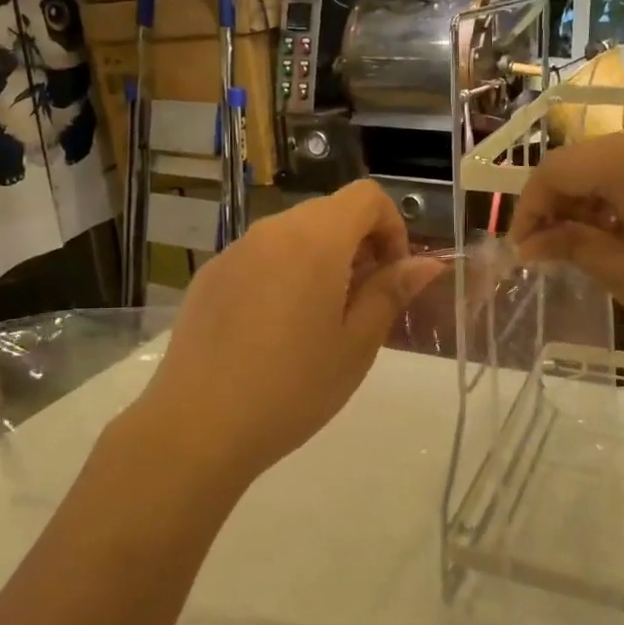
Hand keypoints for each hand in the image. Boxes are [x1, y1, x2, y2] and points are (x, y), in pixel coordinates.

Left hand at [134, 181, 442, 484]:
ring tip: (319, 322)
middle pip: (329, 213)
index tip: (392, 276)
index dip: (392, 227)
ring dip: (321, 261)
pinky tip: (274, 331)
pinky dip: (283, 274)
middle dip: (359, 245)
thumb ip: (391, 292)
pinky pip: (260, 258)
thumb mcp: (356, 344)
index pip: (366, 196)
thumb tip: (426, 263)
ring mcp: (234, 251)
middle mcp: (271, 231)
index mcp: (314, 240)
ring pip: (293, 236)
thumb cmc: (292, 388)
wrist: (197, 427)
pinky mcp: (209, 276)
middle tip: (363, 304)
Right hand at [511, 121, 623, 386]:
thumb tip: (531, 243)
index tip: (521, 252)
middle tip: (549, 254)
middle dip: (561, 205)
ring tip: (587, 251)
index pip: (557, 169)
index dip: (530, 209)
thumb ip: (573, 246)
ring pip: (619, 165)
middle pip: (587, 161)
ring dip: (593, 203)